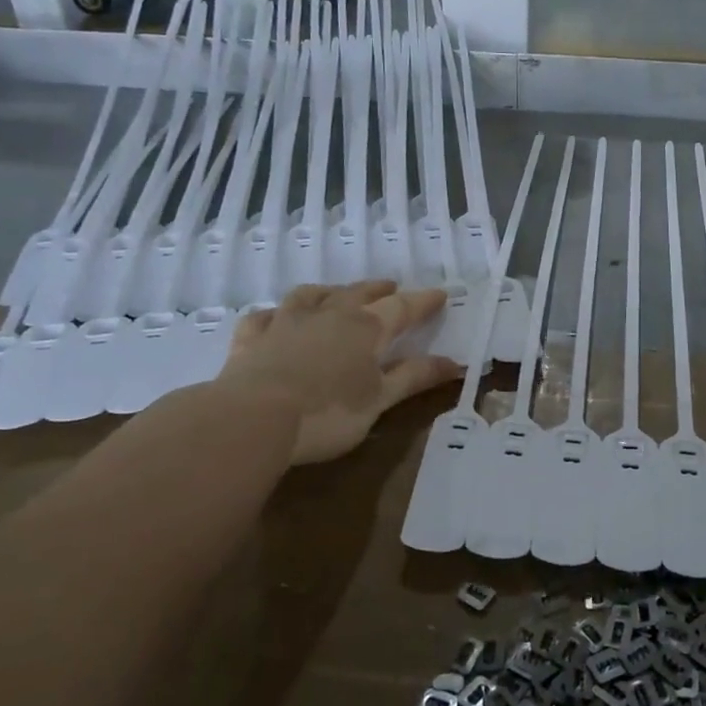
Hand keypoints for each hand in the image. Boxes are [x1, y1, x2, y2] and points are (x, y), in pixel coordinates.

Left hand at [218, 281, 460, 464]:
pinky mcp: (251, 339)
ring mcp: (285, 323)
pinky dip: (274, 314)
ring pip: (310, 296)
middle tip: (391, 287)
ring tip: (337, 293)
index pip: (401, 308)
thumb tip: (454, 362)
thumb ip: (414, 378)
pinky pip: (264, 317)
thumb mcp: (380, 400)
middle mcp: (328, 315)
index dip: (422, 301)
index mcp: (365, 329)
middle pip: (358, 293)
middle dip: (378, 290)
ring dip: (329, 291)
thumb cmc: (328, 413)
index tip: (440, 294)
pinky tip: (275, 317)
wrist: (253, 419)